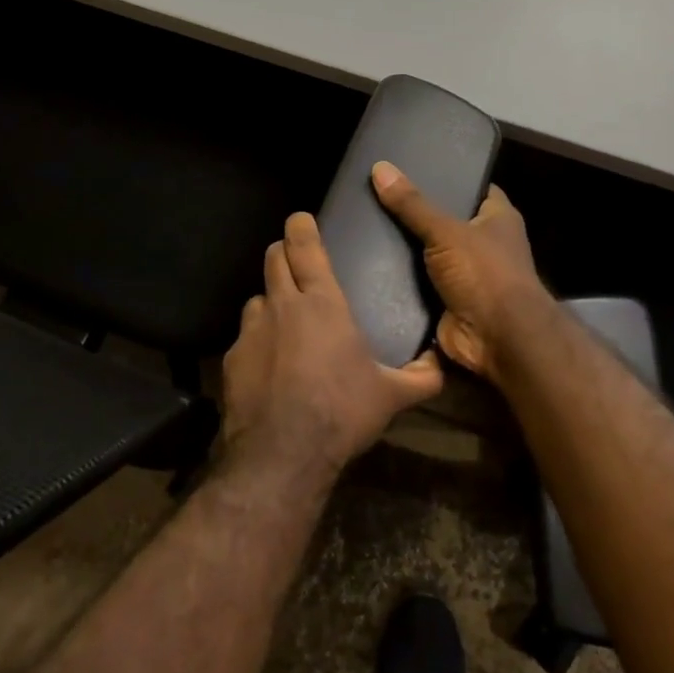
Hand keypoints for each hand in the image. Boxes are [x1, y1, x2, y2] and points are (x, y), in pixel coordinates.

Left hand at [220, 212, 444, 484]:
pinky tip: (268, 367)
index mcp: (322, 303)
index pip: (305, 247)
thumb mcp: (390, 396)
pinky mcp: (231, 359)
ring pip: (256, 298)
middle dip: (282, 252)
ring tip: (283, 322)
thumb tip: (442, 366)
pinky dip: (257, 342)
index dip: (301, 227)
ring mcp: (251, 331)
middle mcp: (282, 306)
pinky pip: (244, 338)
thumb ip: (420, 377)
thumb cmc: (342, 412)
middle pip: (273, 259)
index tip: (300, 219)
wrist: (283, 453)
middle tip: (294, 261)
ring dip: (270, 301)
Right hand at [370, 162, 551, 379]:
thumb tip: (380, 167)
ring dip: (405, 249)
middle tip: (377, 196)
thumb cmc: (484, 273)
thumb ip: (413, 204)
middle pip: (447, 221)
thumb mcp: (446, 231)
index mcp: (498, 219)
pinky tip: (368, 264)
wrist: (497, 338)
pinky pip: (420, 285)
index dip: (450, 178)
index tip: (415, 168)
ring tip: (364, 226)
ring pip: (430, 254)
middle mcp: (486, 245)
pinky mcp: (448, 302)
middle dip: (417, 214)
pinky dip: (400, 280)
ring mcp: (467, 275)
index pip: (474, 188)